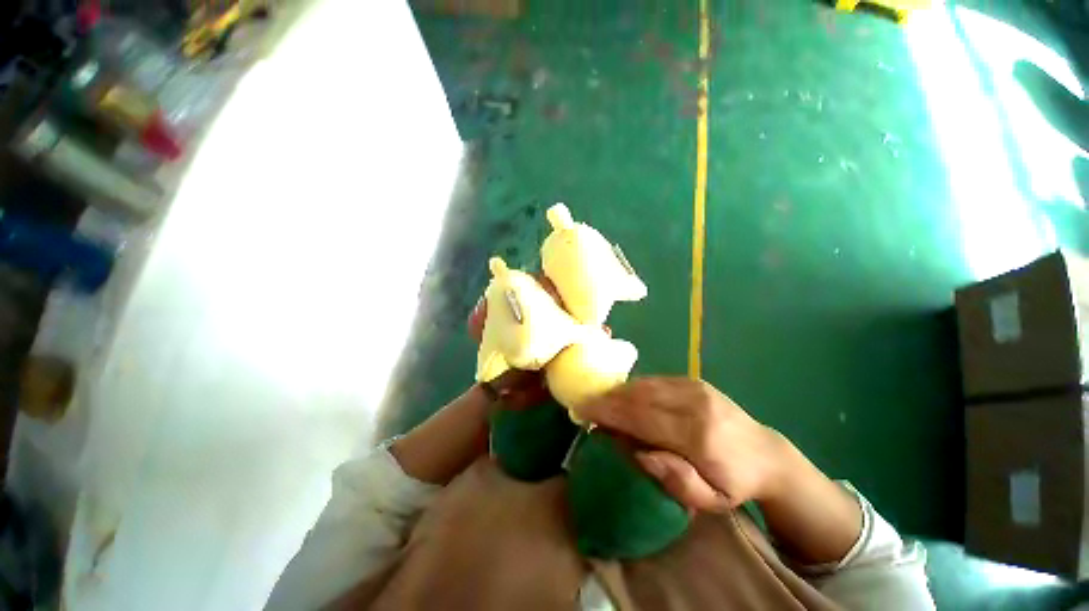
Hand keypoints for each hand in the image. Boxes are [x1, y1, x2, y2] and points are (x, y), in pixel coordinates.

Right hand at [577, 377, 789, 511]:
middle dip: (607, 399)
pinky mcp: (694, 380)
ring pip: (644, 384)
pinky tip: (623, 396)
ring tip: (600, 402)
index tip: (583, 412)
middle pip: (639, 396)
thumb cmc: (734, 483)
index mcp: (698, 436)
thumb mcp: (710, 501)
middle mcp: (694, 404)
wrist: (767, 455)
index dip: (608, 413)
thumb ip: (676, 480)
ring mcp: (694, 387)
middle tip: (585, 406)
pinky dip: (633, 387)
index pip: (641, 418)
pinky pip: (654, 380)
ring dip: (617, 392)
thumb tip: (640, 455)